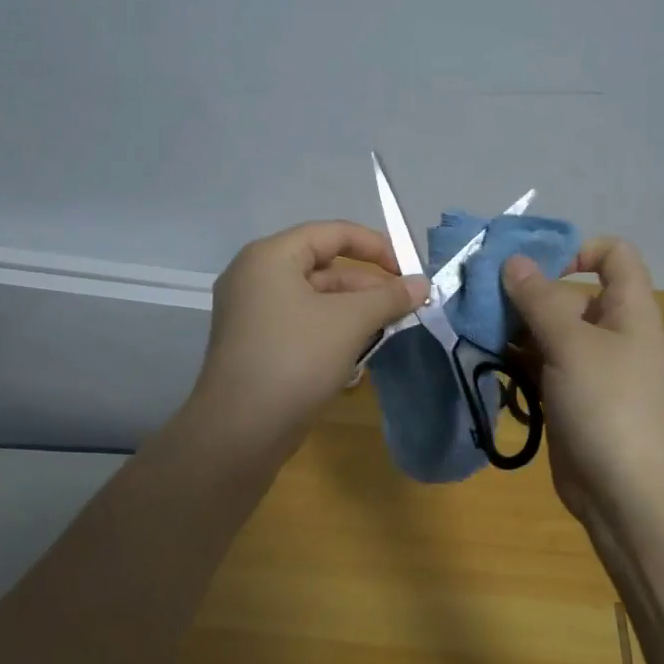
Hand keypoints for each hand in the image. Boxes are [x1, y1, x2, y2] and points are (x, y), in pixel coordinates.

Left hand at [192, 220, 429, 449]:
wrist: (241, 430)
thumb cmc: (296, 359)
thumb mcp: (350, 322)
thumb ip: (389, 297)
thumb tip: (422, 283)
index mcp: (270, 257)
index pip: (331, 233)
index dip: (375, 246)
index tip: (408, 271)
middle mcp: (254, 277)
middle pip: (323, 267)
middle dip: (367, 286)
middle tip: (404, 307)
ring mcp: (251, 313)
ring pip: (314, 299)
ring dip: (353, 312)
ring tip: (387, 331)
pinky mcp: (255, 344)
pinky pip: (301, 324)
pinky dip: (331, 331)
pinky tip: (357, 355)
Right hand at [502, 239, 663, 532]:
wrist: (629, 497)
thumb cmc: (609, 408)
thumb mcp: (572, 345)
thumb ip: (540, 300)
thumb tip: (513, 261)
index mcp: (628, 310)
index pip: (614, 256)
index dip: (578, 250)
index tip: (533, 267)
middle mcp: (610, 333)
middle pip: (569, 294)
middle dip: (525, 292)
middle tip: (477, 296)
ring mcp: (589, 369)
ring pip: (548, 332)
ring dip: (513, 326)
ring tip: (471, 326)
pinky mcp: (569, 398)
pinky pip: (540, 365)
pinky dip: (514, 358)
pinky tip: (484, 358)